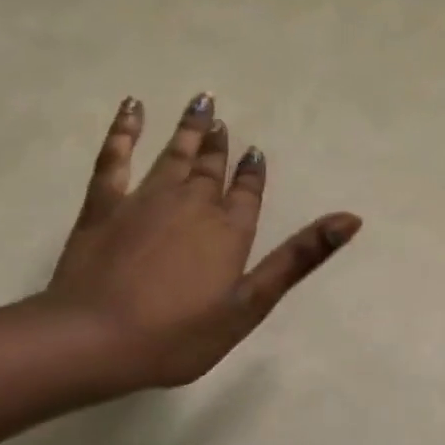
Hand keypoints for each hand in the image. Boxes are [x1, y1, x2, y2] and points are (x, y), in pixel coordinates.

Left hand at [38, 93, 361, 390]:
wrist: (93, 341)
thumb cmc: (177, 334)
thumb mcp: (250, 304)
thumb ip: (299, 258)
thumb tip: (351, 218)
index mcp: (229, 230)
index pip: (247, 192)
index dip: (252, 172)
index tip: (255, 151)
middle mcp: (193, 204)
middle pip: (211, 168)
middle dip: (219, 144)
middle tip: (220, 119)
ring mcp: (146, 199)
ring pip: (174, 155)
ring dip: (189, 128)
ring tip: (201, 102)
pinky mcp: (104, 204)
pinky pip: (115, 157)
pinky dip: (124, 130)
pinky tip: (133, 107)